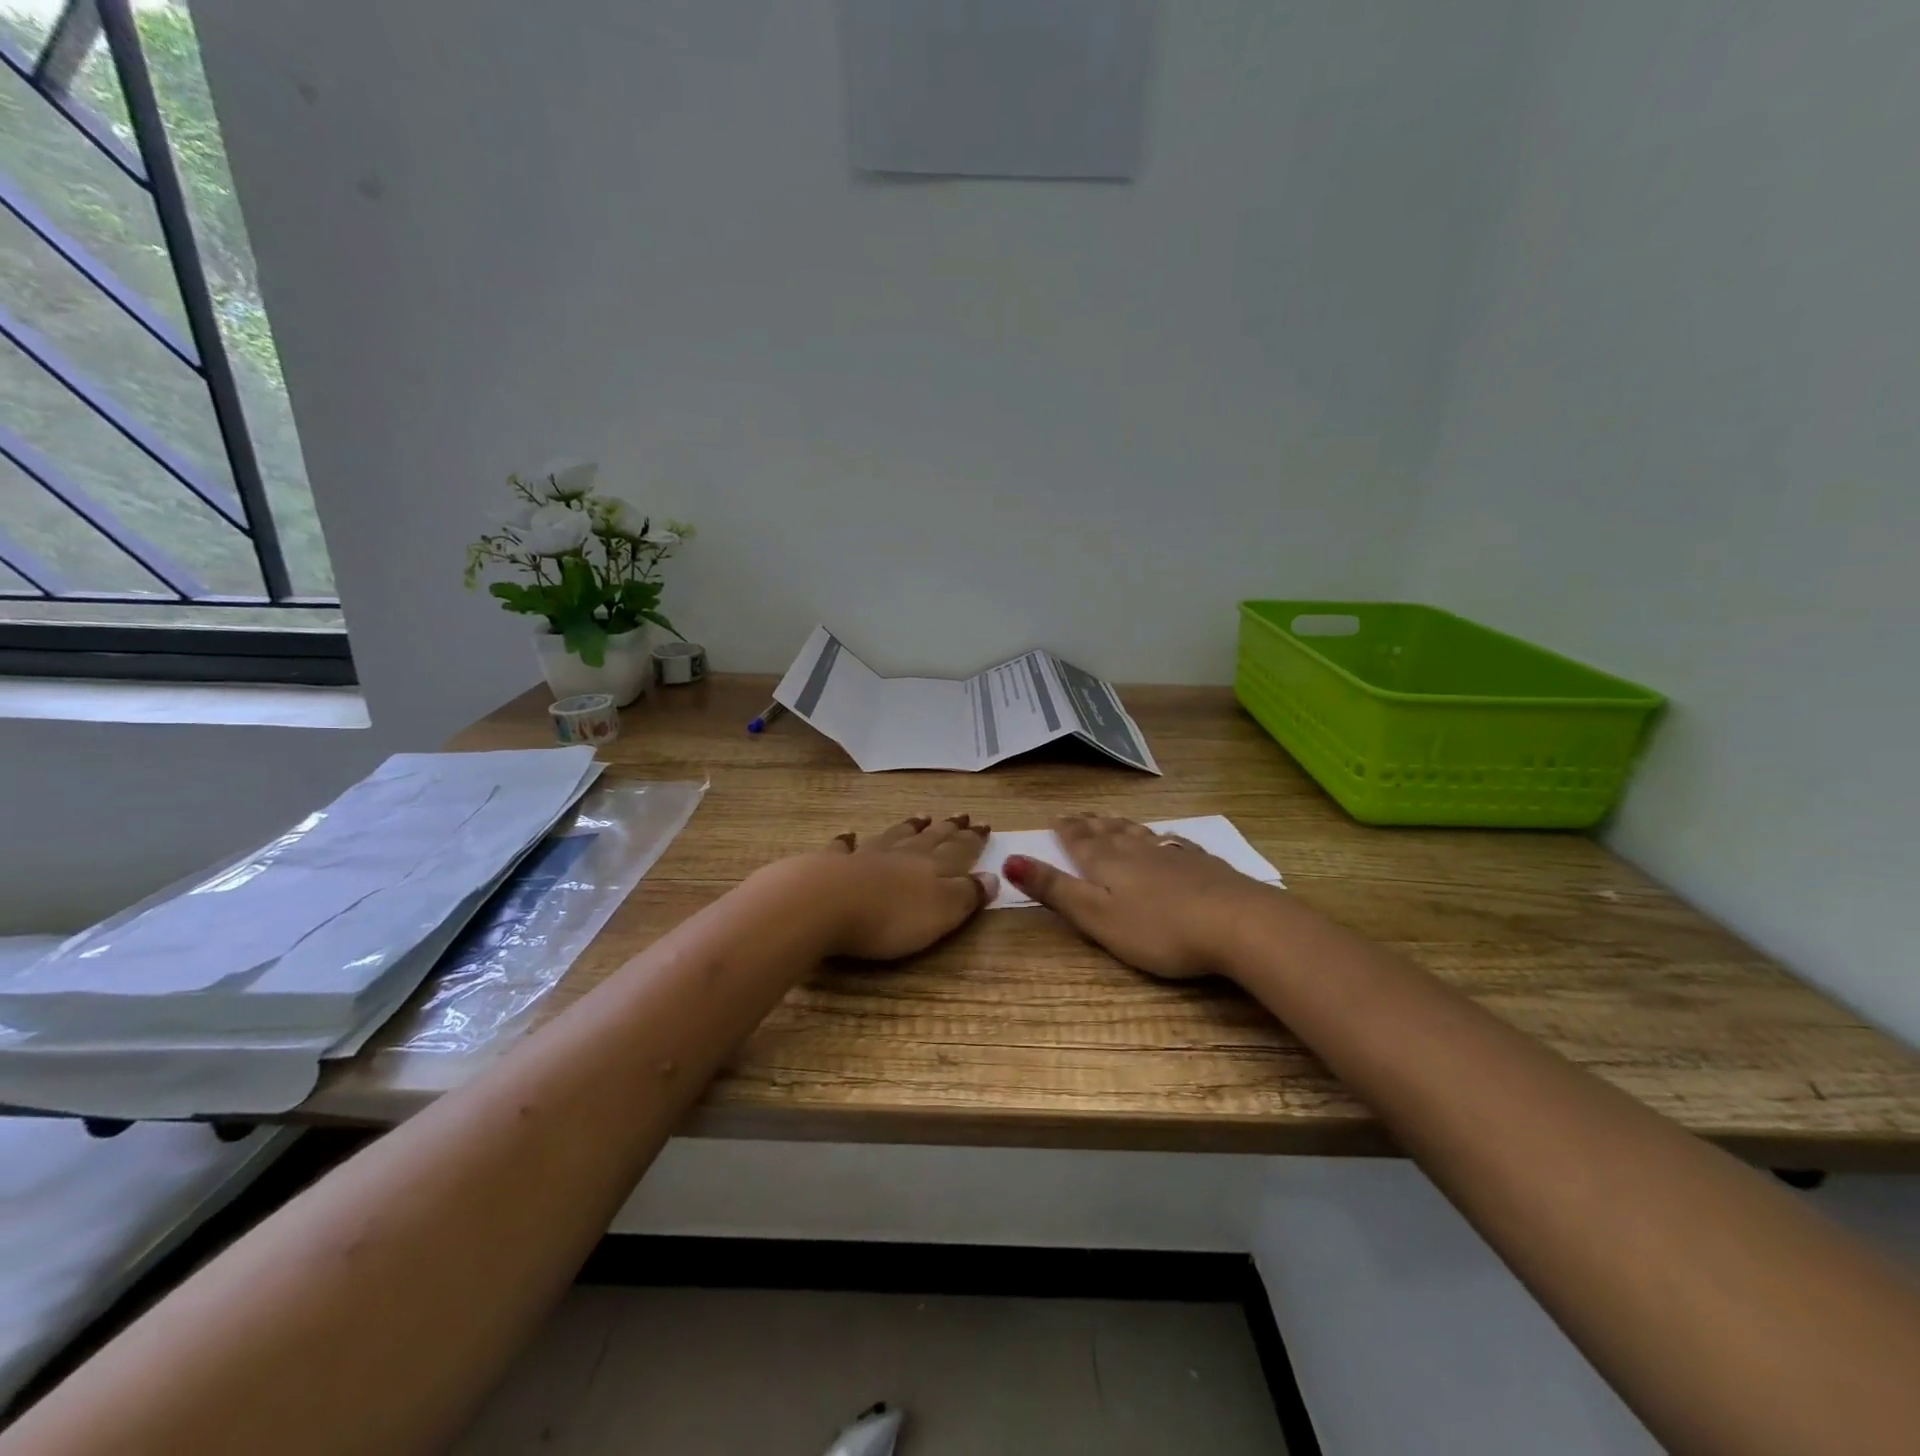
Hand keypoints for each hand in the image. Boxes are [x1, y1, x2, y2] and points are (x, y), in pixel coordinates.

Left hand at [804, 813, 996, 960]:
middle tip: (960, 816)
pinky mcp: (830, 866)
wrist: (824, 904)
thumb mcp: (941, 913)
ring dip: (908, 828)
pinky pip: (843, 849)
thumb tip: (992, 877)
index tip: (984, 825)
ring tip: (921, 817)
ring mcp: (864, 857)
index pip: (958, 850)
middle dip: (947, 829)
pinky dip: (848, 842)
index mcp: (931, 867)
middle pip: (929, 839)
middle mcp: (900, 855)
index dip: (973, 840)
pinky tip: (848, 836)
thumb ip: (966, 895)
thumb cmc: (889, 917)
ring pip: (892, 837)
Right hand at [1003, 814, 1273, 978]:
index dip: (1066, 830)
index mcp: (1108, 865)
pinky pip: (1175, 843)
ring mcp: (1175, 856)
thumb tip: (1009, 859)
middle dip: (1091, 824)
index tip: (1056, 817)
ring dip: (1122, 826)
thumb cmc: (1160, 929)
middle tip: (1079, 814)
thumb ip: (1055, 890)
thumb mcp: (1097, 917)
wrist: (1238, 924)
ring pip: (1141, 835)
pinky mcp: (1205, 866)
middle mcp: (1138, 852)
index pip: (1080, 842)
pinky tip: (1167, 838)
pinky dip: (1161, 838)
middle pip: (1110, 833)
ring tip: (1111, 819)